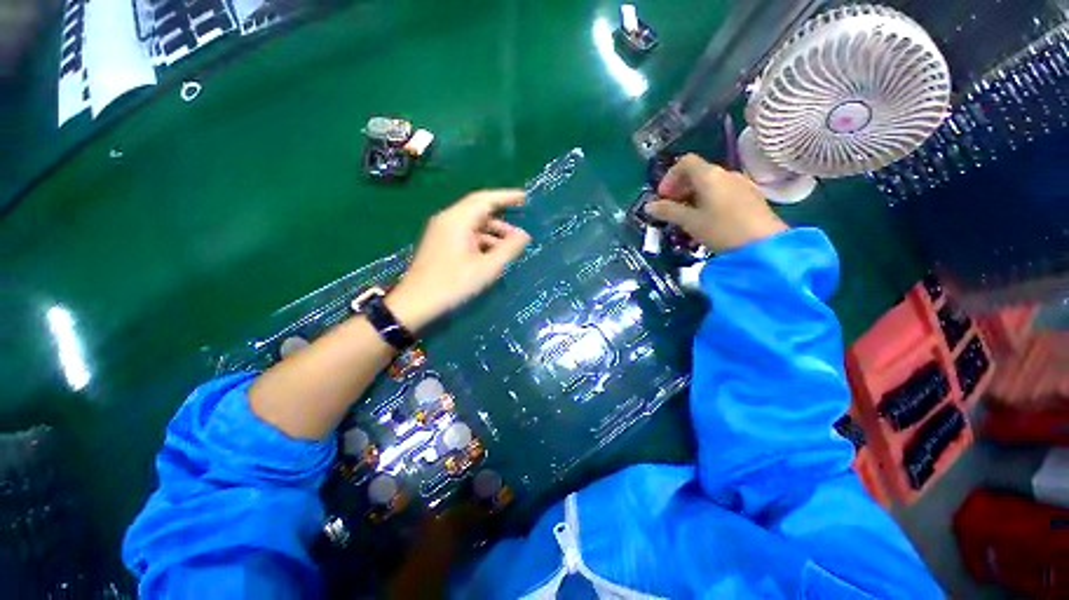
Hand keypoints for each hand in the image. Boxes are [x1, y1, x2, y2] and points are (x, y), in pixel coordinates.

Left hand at [386, 190, 530, 331]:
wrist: (416, 302)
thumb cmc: (453, 284)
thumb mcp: (486, 268)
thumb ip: (508, 249)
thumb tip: (525, 235)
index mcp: (457, 220)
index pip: (485, 199)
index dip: (506, 197)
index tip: (525, 197)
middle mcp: (448, 220)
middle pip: (479, 210)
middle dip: (502, 215)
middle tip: (521, 222)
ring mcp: (442, 231)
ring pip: (473, 224)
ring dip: (493, 231)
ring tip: (512, 245)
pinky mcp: (441, 243)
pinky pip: (466, 234)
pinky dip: (482, 240)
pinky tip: (494, 253)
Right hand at [646, 154, 787, 252]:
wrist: (764, 243)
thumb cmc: (722, 229)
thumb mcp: (690, 222)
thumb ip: (668, 212)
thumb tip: (649, 206)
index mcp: (710, 175)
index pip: (685, 162)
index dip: (670, 177)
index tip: (663, 197)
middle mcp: (726, 173)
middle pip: (697, 172)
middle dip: (680, 189)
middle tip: (671, 209)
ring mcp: (741, 183)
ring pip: (710, 183)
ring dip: (693, 196)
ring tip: (687, 217)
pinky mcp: (750, 196)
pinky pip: (723, 191)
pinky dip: (708, 200)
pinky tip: (708, 219)